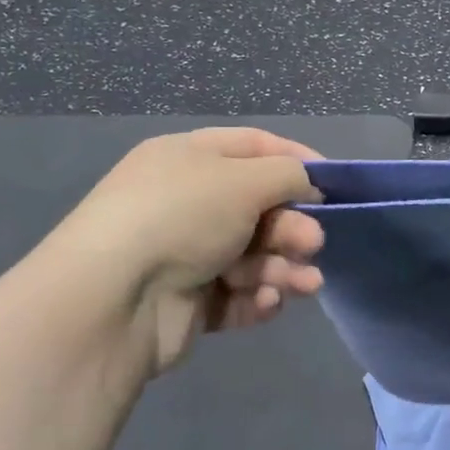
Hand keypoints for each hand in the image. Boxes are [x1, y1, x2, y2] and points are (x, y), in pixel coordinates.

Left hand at [38, 127, 324, 376]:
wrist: (115, 300)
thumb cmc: (181, 218)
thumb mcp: (242, 180)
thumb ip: (288, 175)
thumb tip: (308, 185)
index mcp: (189, 159)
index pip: (254, 147)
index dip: (297, 161)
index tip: (334, 184)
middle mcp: (188, 202)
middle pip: (260, 207)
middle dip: (293, 226)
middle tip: (312, 244)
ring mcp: (187, 254)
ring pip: (256, 256)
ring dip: (285, 267)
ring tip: (304, 283)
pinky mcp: (191, 302)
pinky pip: (239, 294)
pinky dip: (259, 297)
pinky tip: (268, 301)